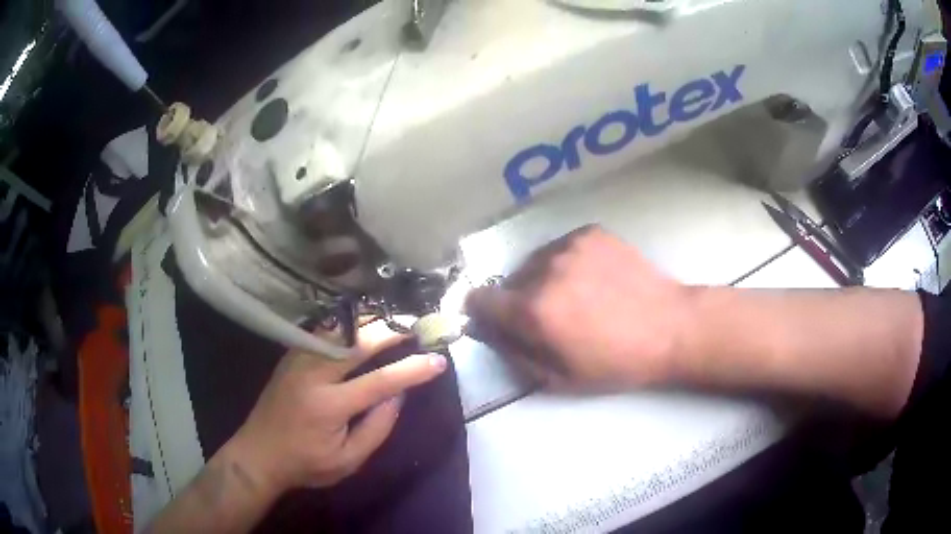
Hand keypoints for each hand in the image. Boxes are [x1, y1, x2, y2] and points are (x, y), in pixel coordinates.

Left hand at [228, 321, 446, 497]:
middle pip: (357, 341)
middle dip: (390, 331)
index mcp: (329, 405)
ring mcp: (298, 360)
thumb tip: (399, 395)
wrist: (258, 454)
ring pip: (338, 329)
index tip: (438, 361)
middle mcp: (313, 374)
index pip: (380, 381)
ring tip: (393, 322)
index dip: (413, 370)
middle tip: (416, 326)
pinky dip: (347, 326)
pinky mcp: (290, 357)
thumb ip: (377, 428)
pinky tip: (360, 327)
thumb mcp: (348, 461)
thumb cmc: (306, 464)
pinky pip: (323, 332)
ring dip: (368, 322)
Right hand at [465, 226, 693, 390]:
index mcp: (533, 310)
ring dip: (544, 278)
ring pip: (536, 262)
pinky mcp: (590, 232)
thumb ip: (513, 354)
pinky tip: (594, 278)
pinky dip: (567, 262)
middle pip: (510, 281)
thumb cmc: (616, 362)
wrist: (670, 327)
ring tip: (577, 295)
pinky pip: (562, 247)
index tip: (497, 320)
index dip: (482, 312)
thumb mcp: (558, 379)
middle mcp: (544, 269)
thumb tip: (485, 331)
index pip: (479, 299)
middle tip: (552, 316)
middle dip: (520, 299)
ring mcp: (569, 245)